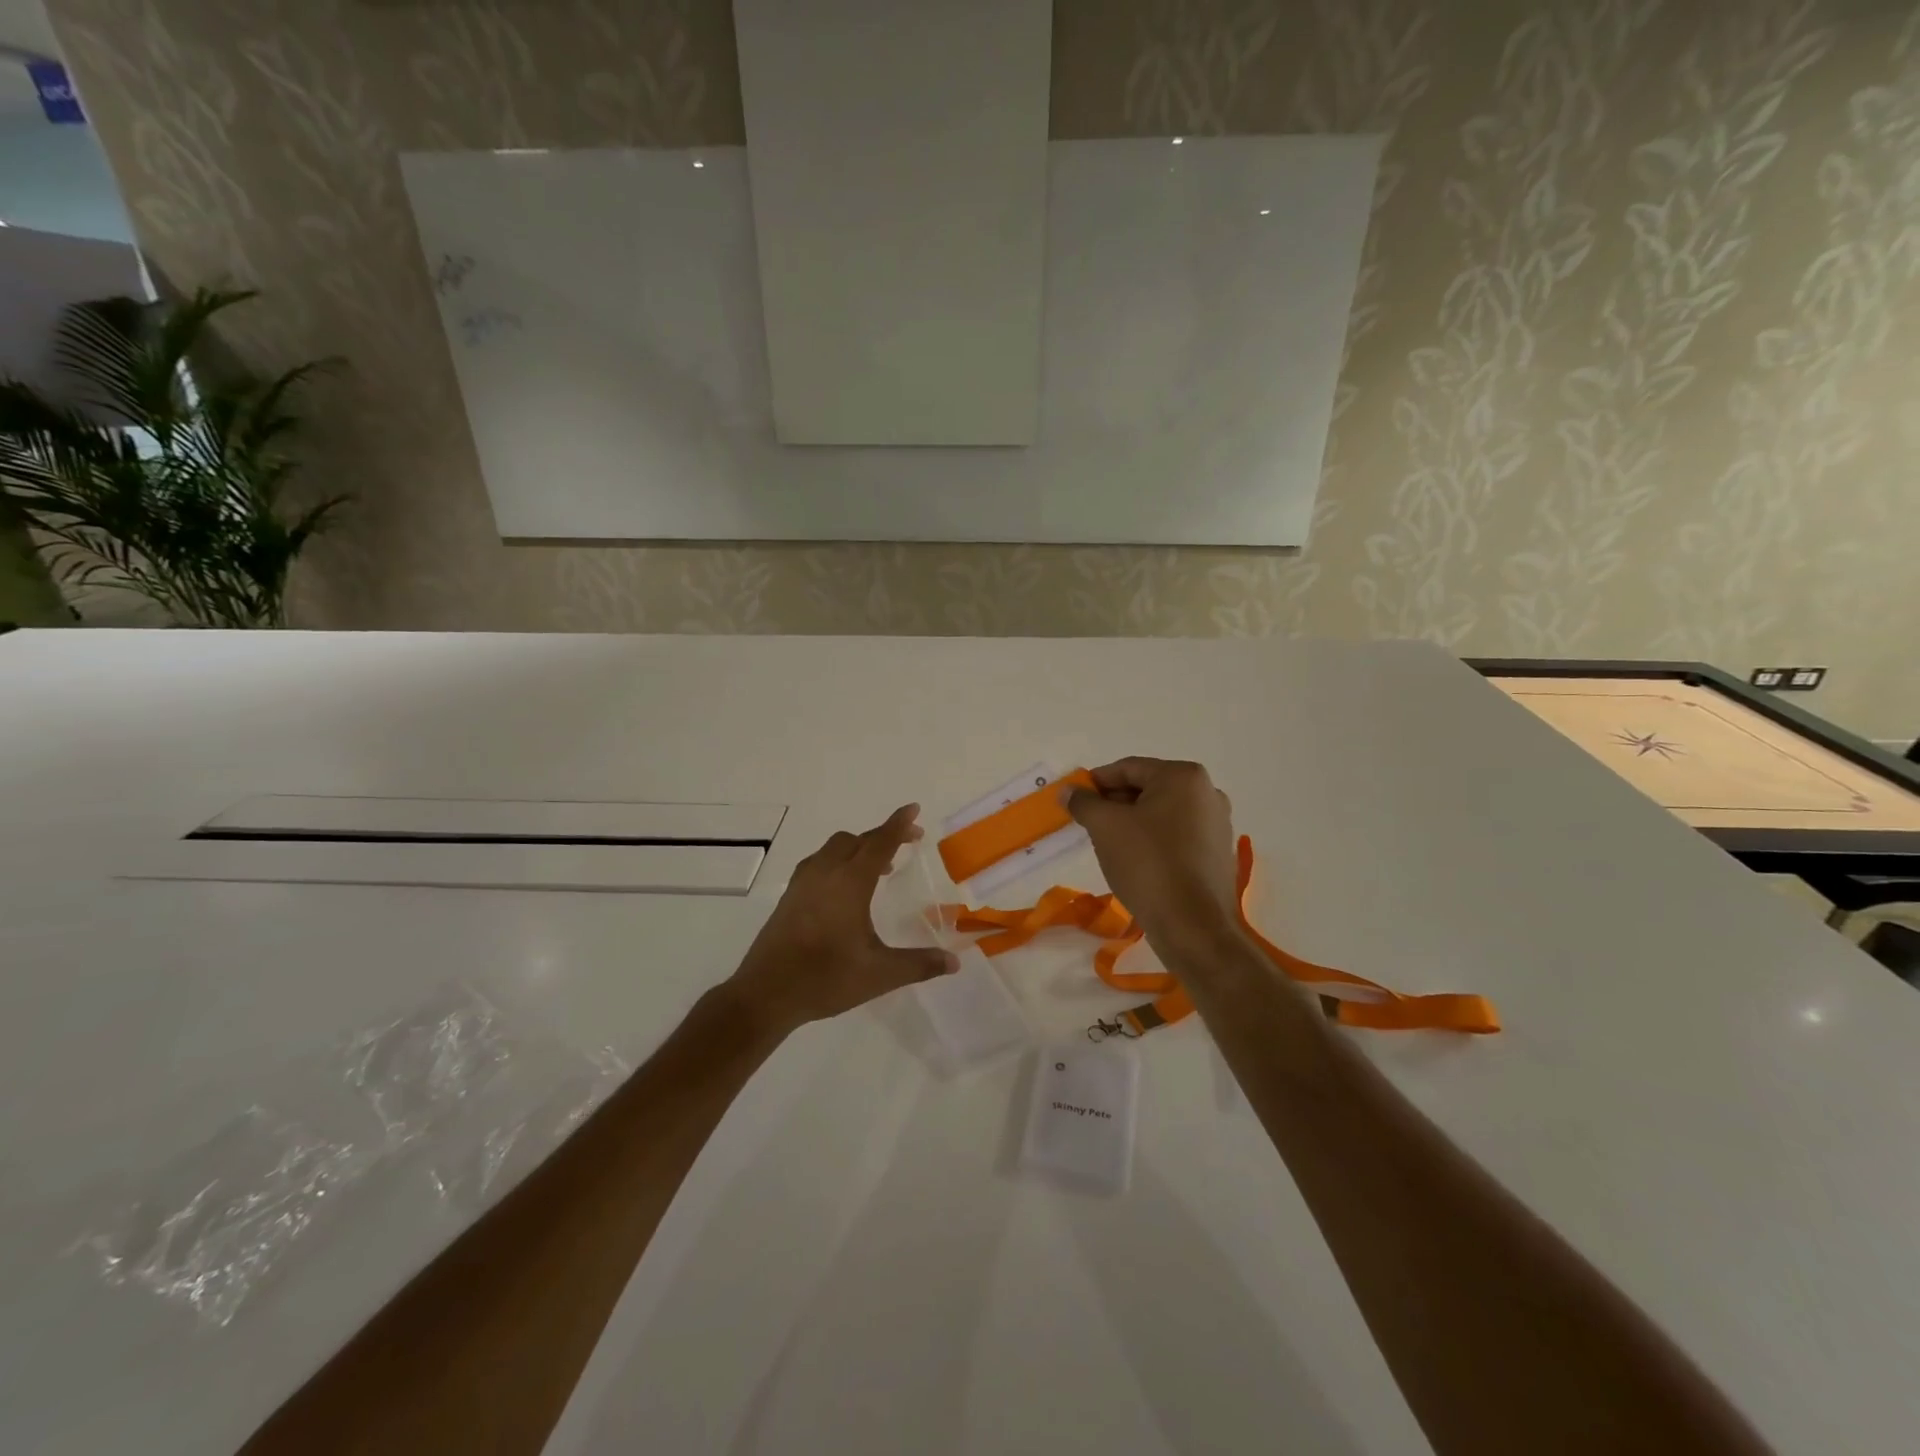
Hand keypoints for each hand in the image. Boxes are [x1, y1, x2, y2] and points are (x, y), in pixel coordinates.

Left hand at [726, 804, 958, 1035]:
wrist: (765, 993)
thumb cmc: (826, 978)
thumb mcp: (879, 974)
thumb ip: (919, 964)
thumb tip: (954, 962)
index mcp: (851, 882)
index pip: (880, 842)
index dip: (899, 824)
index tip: (913, 808)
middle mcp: (826, 872)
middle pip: (858, 840)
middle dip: (883, 835)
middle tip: (907, 842)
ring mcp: (803, 882)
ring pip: (835, 848)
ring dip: (859, 847)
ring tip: (878, 867)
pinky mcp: (790, 895)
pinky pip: (819, 861)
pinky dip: (838, 860)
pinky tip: (844, 886)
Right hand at [1064, 758, 1241, 958]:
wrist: (1192, 926)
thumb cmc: (1147, 864)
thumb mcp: (1105, 827)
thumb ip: (1084, 802)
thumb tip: (1069, 791)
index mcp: (1183, 777)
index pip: (1128, 768)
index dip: (1096, 782)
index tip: (1073, 799)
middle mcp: (1207, 793)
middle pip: (1147, 789)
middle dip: (1114, 803)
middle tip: (1087, 822)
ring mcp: (1217, 824)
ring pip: (1161, 814)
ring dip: (1132, 823)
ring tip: (1107, 844)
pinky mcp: (1217, 853)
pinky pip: (1176, 836)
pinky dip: (1152, 841)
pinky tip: (1134, 861)